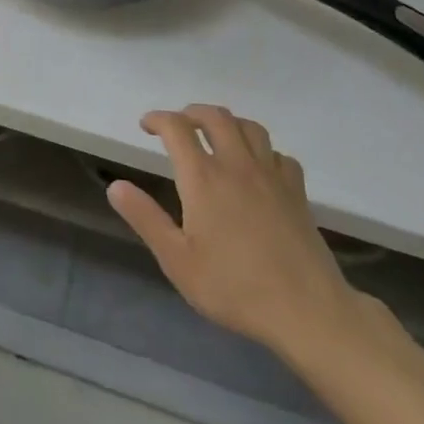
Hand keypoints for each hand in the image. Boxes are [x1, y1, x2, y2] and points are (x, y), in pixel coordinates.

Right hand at [108, 105, 363, 364]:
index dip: (158, 119)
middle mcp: (236, 165)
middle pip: (215, 117)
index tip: (146, 126)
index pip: (177, 128)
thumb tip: (115, 185)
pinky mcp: (297, 192)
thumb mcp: (177, 260)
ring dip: (228, 123)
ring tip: (217, 136)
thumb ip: (145, 218)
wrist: (307, 310)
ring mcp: (271, 175)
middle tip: (179, 125)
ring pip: (250, 127)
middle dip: (192, 113)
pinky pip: (279, 155)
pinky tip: (259, 167)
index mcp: (203, 178)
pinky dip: (263, 151)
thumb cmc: (234, 287)